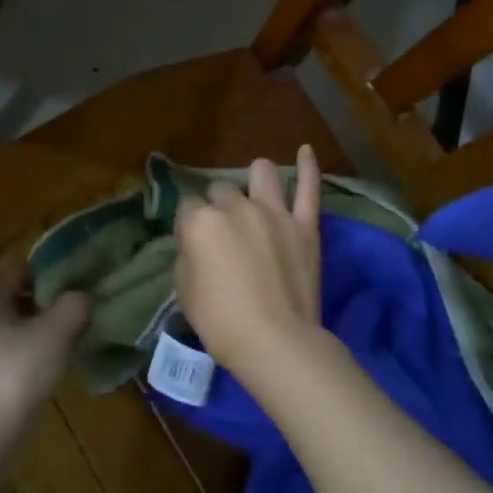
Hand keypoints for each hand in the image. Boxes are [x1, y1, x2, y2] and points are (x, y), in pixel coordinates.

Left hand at [0, 261, 87, 433]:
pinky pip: (5, 350)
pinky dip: (26, 351)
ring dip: (38, 328)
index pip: (20, 266)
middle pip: (14, 294)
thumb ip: (74, 305)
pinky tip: (50, 363)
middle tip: (79, 309)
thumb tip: (83, 296)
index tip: (79, 282)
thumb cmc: (17, 371)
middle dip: (46, 301)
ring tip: (71, 337)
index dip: (51, 271)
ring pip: (11, 324)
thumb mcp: (56, 331)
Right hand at [172, 144, 325, 387]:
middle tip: (224, 233)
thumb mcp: (184, 292)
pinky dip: (308, 167)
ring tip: (255, 191)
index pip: (187, 207)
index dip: (188, 224)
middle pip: (221, 190)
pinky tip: (306, 150)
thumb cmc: (221, 324)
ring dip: (255, 180)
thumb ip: (187, 257)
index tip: (193, 243)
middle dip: (218, 206)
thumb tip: (195, 244)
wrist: (276, 342)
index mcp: (201, 223)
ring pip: (262, 173)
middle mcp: (235, 207)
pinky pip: (309, 188)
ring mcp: (274, 212)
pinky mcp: (305, 225)